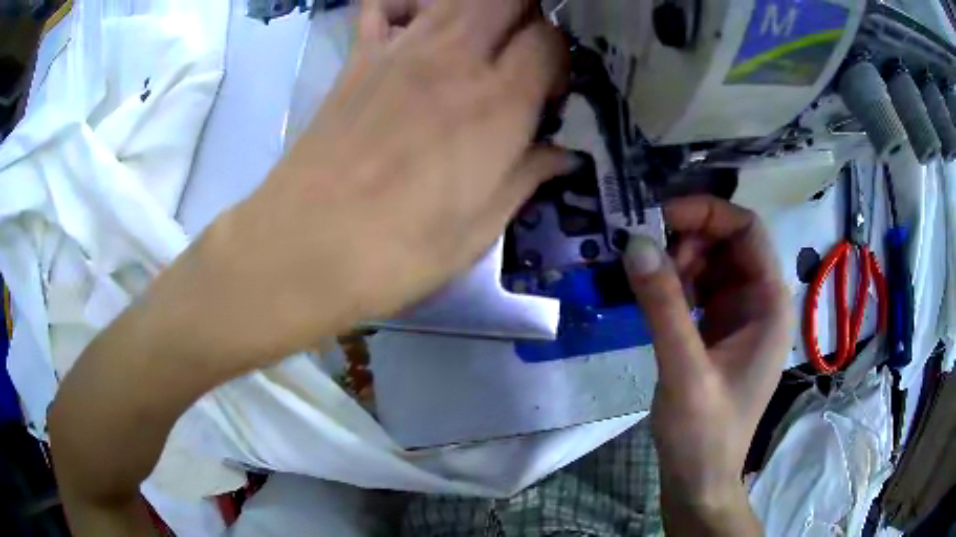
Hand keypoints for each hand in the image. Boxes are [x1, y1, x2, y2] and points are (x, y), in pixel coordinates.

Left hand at [176, 0, 572, 363]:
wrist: (304, 246)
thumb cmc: (399, 250)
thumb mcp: (480, 228)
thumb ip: (528, 177)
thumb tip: (562, 155)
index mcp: (497, 103)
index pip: (549, 40)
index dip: (559, 59)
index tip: (549, 92)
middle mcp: (454, 59)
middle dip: (526, 16)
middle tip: (520, 54)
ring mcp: (400, 50)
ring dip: (480, 8)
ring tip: (479, 41)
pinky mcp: (359, 58)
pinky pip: (381, 6)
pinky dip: (404, 4)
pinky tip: (413, 25)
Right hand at [623, 196, 791, 532]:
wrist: (699, 478)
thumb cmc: (703, 433)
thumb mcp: (684, 372)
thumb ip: (664, 307)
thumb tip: (635, 243)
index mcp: (769, 304)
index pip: (747, 230)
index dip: (707, 213)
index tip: (659, 218)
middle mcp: (760, 301)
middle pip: (728, 241)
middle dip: (688, 237)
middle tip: (646, 253)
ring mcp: (740, 315)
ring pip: (712, 261)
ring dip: (679, 259)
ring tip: (648, 279)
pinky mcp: (719, 329)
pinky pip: (699, 287)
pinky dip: (676, 281)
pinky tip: (654, 294)